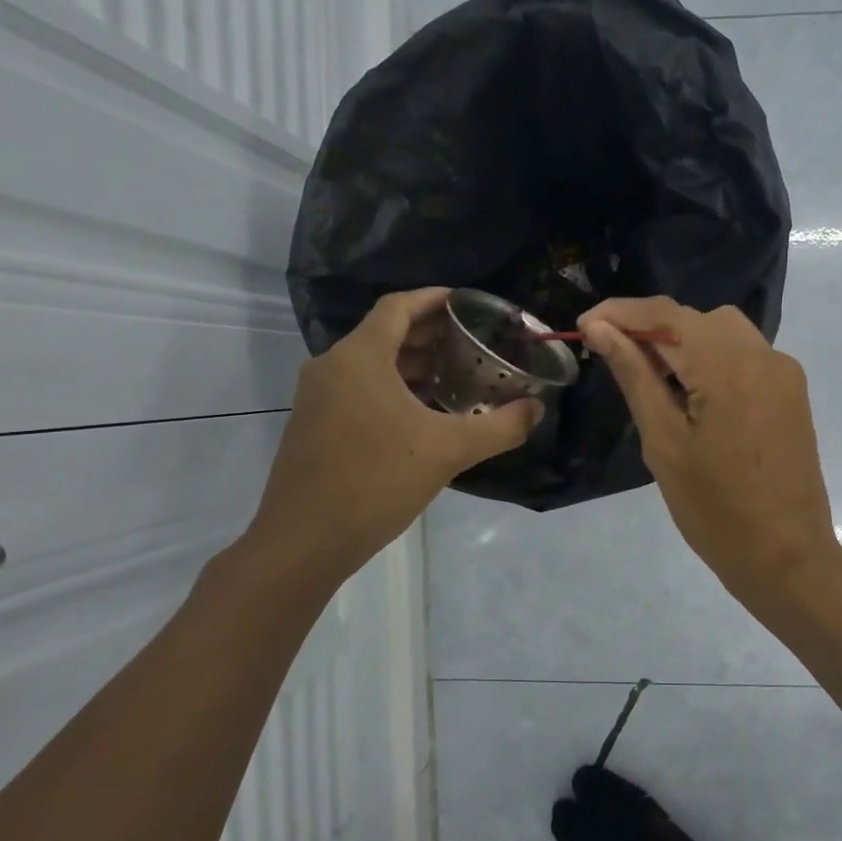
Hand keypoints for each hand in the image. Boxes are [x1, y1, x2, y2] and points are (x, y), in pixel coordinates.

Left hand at [242, 288, 542, 584]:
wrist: (305, 540)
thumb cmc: (376, 481)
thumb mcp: (448, 451)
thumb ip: (500, 427)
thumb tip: (536, 409)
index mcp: (359, 357)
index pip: (398, 307)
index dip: (434, 299)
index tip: (468, 304)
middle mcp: (332, 367)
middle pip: (385, 334)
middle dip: (430, 335)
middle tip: (473, 345)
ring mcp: (317, 398)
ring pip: (371, 365)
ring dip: (413, 366)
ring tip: (456, 379)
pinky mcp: (314, 426)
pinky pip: (359, 391)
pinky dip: (393, 390)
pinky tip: (423, 417)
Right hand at [578, 297, 841, 604]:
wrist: (786, 556)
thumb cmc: (714, 509)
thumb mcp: (664, 442)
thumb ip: (635, 376)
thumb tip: (601, 329)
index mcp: (729, 365)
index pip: (666, 314)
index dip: (620, 313)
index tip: (584, 326)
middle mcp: (763, 354)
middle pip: (696, 318)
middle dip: (651, 328)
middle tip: (612, 356)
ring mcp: (783, 371)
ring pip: (722, 332)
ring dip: (682, 342)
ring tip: (649, 378)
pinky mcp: (791, 391)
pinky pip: (744, 355)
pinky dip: (711, 359)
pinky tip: (691, 393)